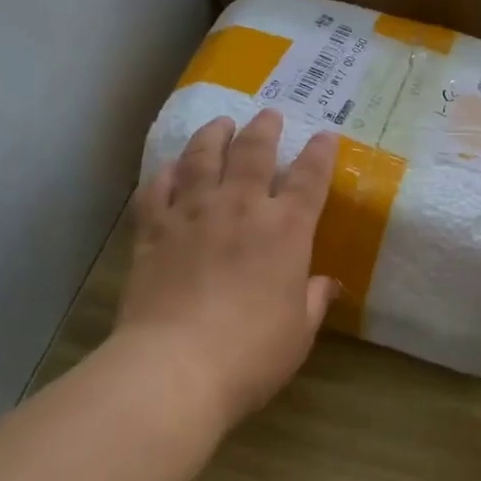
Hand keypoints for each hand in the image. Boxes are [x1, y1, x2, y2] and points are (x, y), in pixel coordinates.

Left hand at [115, 110, 338, 430]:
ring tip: (220, 123)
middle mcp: (241, 207)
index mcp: (286, 230)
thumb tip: (327, 284)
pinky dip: (165, 174)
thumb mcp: (298, 332)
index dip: (320, 153)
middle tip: (268, 114)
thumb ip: (314, 300)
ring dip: (214, 136)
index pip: (309, 177)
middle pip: (254, 152)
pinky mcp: (154, 230)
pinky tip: (170, 169)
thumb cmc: (250, 353)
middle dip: (265, 129)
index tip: (325, 134)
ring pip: (203, 158)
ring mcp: (193, 214)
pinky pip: (158, 189)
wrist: (174, 367)